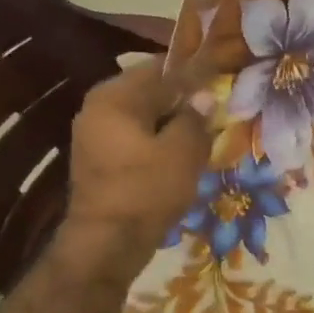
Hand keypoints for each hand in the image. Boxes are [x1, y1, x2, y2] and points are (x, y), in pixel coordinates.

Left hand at [58, 58, 209, 281]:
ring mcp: (94, 135)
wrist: (107, 244)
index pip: (160, 68)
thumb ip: (195, 118)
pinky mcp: (98, 160)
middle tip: (214, 106)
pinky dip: (157, 140)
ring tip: (202, 131)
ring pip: (142, 116)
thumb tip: (204, 96)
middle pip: (148, 91)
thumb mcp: (182, 152)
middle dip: (182, 98)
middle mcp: (98, 108)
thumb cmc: (146, 191)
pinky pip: (134, 137)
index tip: (219, 76)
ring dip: (171, 121)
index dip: (193, 71)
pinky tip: (180, 153)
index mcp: (115, 97)